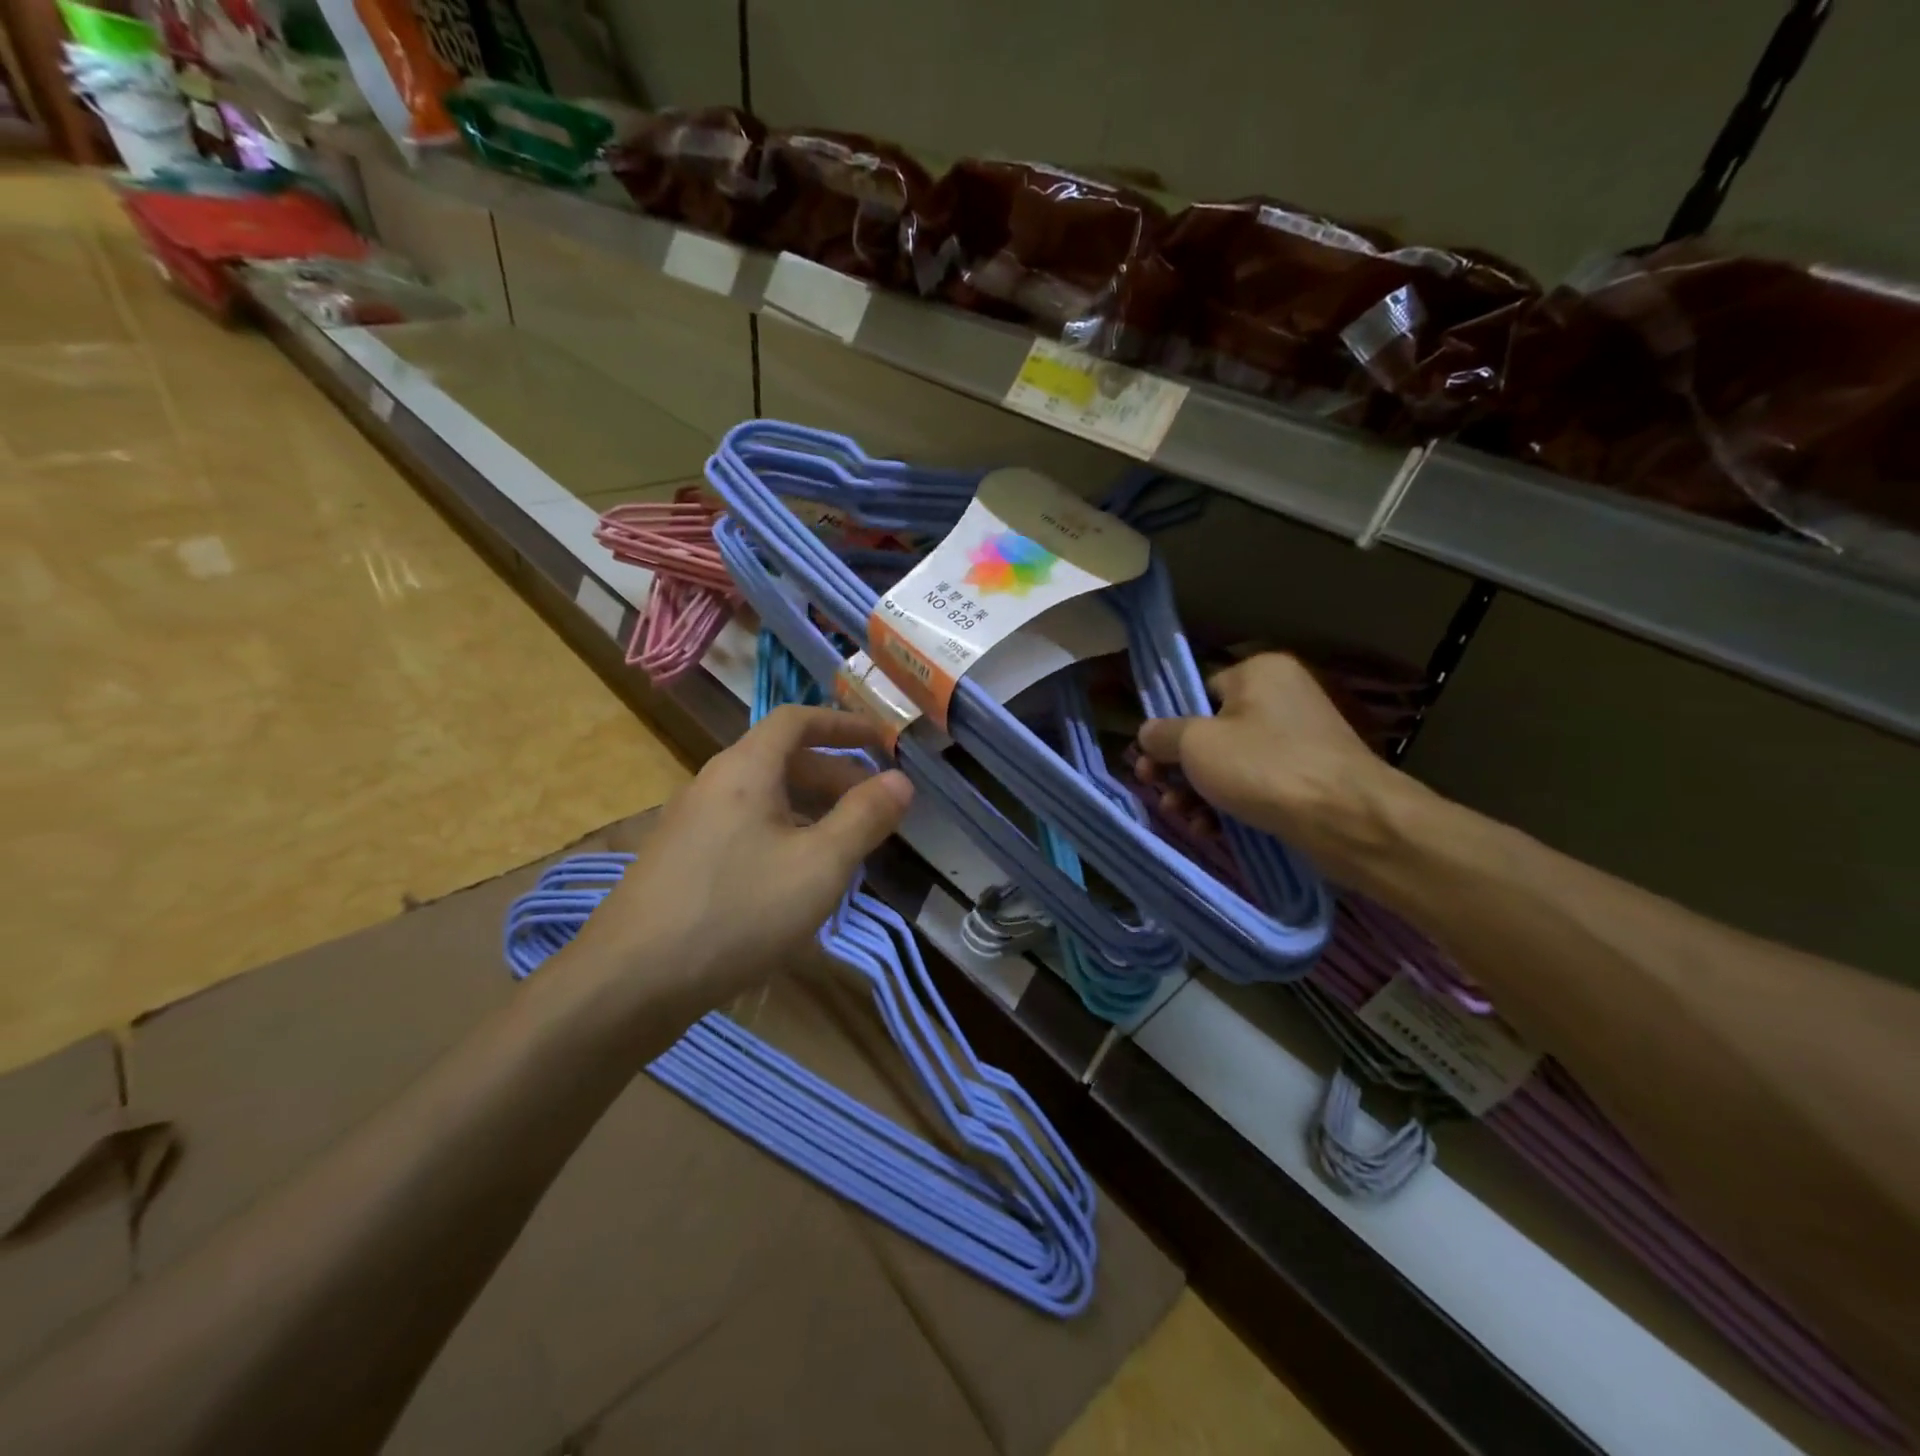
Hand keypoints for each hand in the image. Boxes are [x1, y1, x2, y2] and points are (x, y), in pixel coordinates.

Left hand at [568, 706, 913, 1012]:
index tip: (882, 743)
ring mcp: (691, 823)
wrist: (631, 982)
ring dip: (810, 809)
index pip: (797, 720)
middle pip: (782, 759)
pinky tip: (797, 879)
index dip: (843, 724)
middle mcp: (713, 783)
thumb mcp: (819, 865)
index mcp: (745, 769)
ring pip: (764, 798)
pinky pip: (744, 828)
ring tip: (845, 846)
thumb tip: (901, 780)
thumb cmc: (737, 911)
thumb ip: (865, 818)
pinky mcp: (681, 861)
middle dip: (835, 776)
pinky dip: (782, 834)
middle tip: (875, 808)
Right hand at [1134, 653, 1415, 883]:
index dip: (1169, 729)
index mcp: (1258, 673)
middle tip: (1156, 791)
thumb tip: (1147, 733)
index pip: (1197, 693)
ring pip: (1229, 764)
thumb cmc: (1264, 768)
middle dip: (1179, 768)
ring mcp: (1298, 739)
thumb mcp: (1196, 745)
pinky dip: (1229, 805)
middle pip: (1210, 732)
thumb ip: (1162, 735)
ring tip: (1182, 817)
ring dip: (1198, 792)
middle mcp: (1281, 697)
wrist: (1348, 821)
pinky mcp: (1308, 778)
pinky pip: (1255, 785)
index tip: (1149, 760)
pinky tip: (1210, 830)